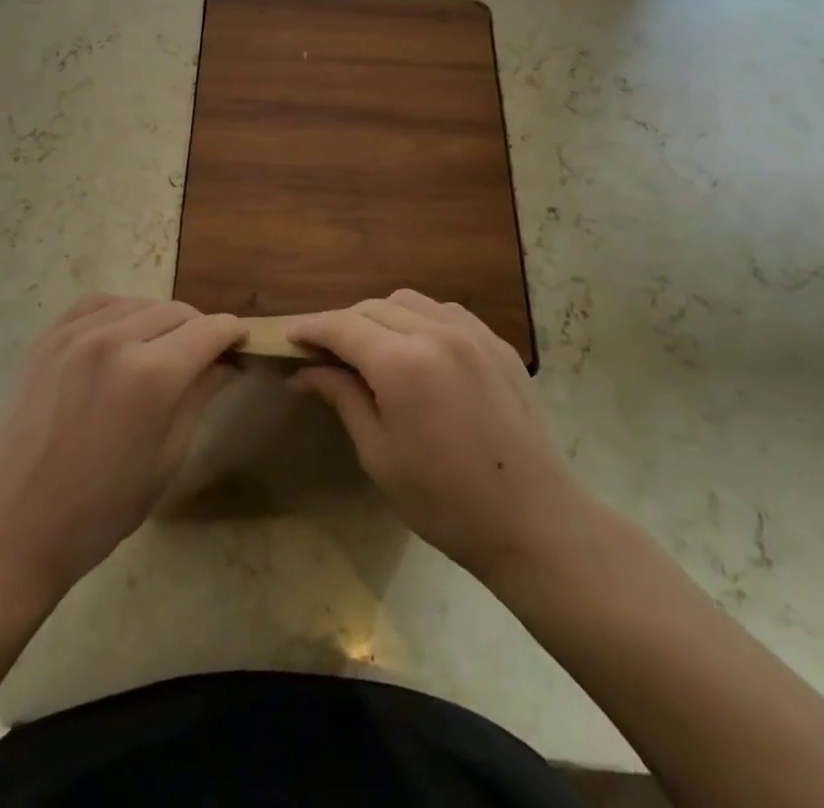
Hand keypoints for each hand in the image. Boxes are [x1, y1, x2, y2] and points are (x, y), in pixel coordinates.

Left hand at [0, 295, 243, 605]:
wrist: (15, 527)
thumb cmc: (102, 508)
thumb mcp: (167, 458)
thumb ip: (200, 397)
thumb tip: (227, 363)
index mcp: (152, 375)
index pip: (209, 331)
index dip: (232, 334)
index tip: (240, 344)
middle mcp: (115, 339)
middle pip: (176, 311)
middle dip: (199, 328)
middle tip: (205, 355)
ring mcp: (75, 334)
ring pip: (138, 303)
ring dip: (161, 319)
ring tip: (163, 348)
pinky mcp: (47, 338)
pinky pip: (97, 304)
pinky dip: (120, 311)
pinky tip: (123, 334)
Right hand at [288, 291, 586, 589]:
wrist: (533, 521)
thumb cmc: (444, 501)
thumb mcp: (379, 453)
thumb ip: (342, 397)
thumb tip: (304, 371)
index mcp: (401, 363)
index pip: (342, 326)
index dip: (311, 328)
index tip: (290, 338)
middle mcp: (435, 333)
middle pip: (373, 307)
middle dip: (343, 324)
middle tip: (326, 353)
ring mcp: (472, 333)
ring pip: (410, 301)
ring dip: (381, 316)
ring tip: (372, 349)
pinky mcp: (497, 343)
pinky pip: (446, 312)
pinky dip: (420, 319)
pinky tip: (417, 349)